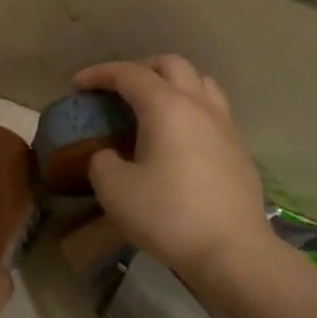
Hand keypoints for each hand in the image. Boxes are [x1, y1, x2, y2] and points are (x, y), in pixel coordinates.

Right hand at [72, 58, 278, 303]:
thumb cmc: (168, 215)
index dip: (99, 74)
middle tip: (117, 89)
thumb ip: (102, 162)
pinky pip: (212, 110)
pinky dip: (190, 108)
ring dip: (172, 83)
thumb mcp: (115, 190)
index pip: (129, 74)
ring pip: (199, 82)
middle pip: (171, 65)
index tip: (78, 84)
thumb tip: (108, 154)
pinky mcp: (239, 148)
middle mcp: (198, 105)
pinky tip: (178, 136)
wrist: (232, 251)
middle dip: (139, 69)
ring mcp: (224, 125)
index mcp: (166, 106)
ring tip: (152, 105)